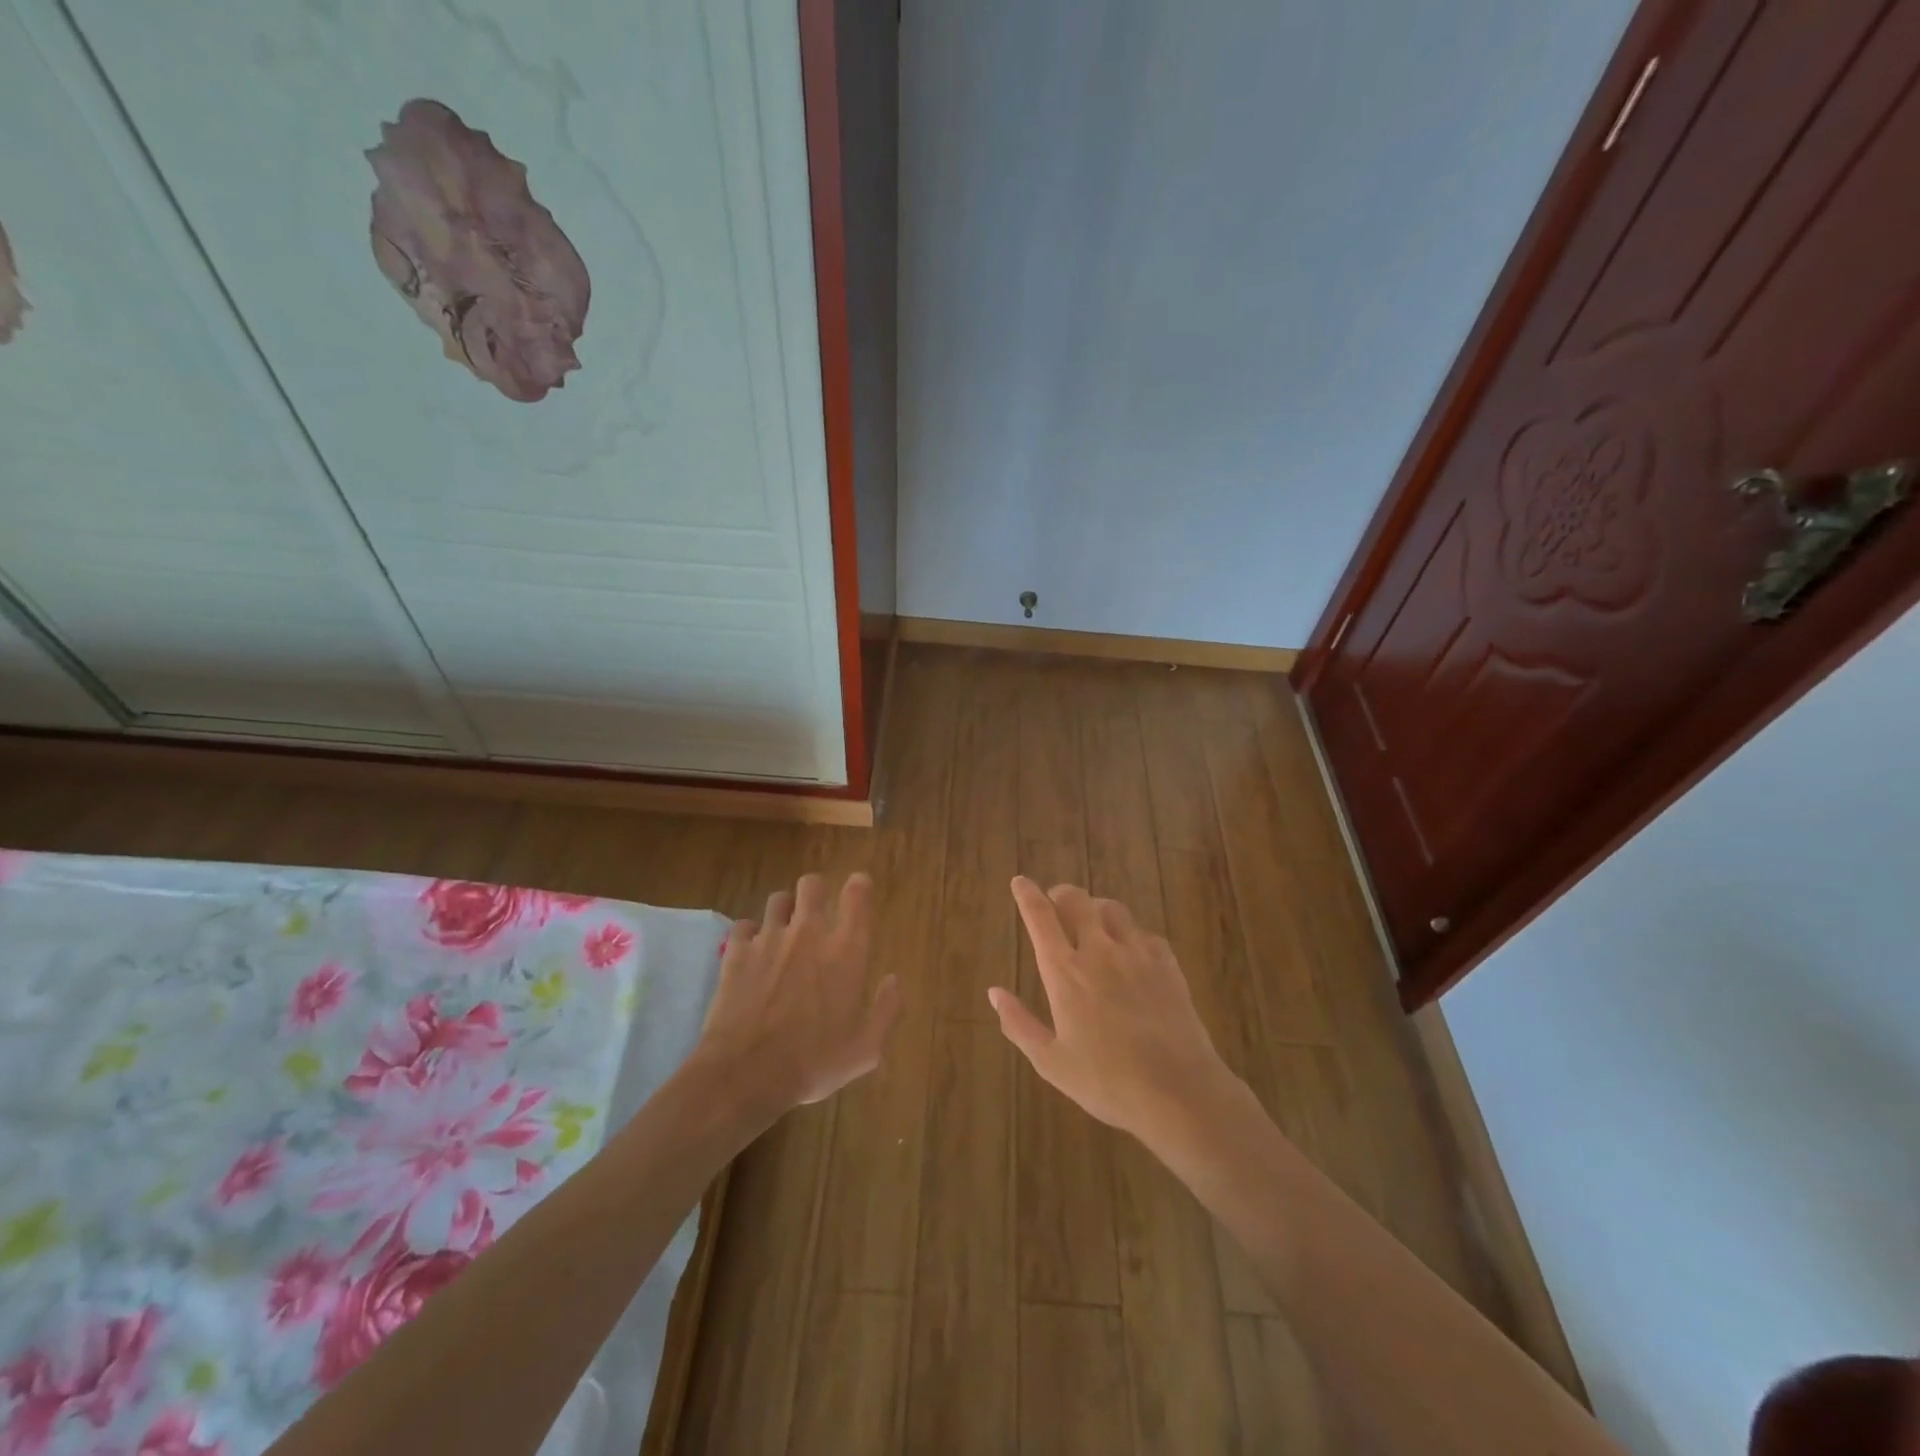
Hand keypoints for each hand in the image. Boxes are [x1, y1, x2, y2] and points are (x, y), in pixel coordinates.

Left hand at [694, 873, 899, 1117]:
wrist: (746, 1074)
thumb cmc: (813, 1063)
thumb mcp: (865, 1048)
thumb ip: (886, 1009)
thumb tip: (894, 980)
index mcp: (845, 952)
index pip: (857, 897)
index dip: (859, 886)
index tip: (859, 888)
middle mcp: (808, 934)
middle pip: (812, 885)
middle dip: (816, 892)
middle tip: (817, 913)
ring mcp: (769, 940)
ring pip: (777, 900)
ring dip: (785, 911)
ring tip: (784, 932)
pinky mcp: (736, 952)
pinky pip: (744, 926)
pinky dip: (750, 935)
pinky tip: (752, 953)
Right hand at [991, 877, 1241, 1149]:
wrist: (1179, 1092)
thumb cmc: (1107, 1082)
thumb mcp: (1051, 1062)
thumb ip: (1019, 1024)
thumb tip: (994, 992)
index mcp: (1065, 972)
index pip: (1041, 917)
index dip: (1027, 894)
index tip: (1020, 881)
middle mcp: (1099, 952)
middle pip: (1077, 900)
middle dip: (1062, 894)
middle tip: (1056, 903)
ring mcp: (1137, 954)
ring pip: (1112, 909)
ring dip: (1096, 908)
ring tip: (1092, 922)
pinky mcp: (1167, 964)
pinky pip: (1144, 933)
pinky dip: (1130, 934)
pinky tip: (1131, 952)